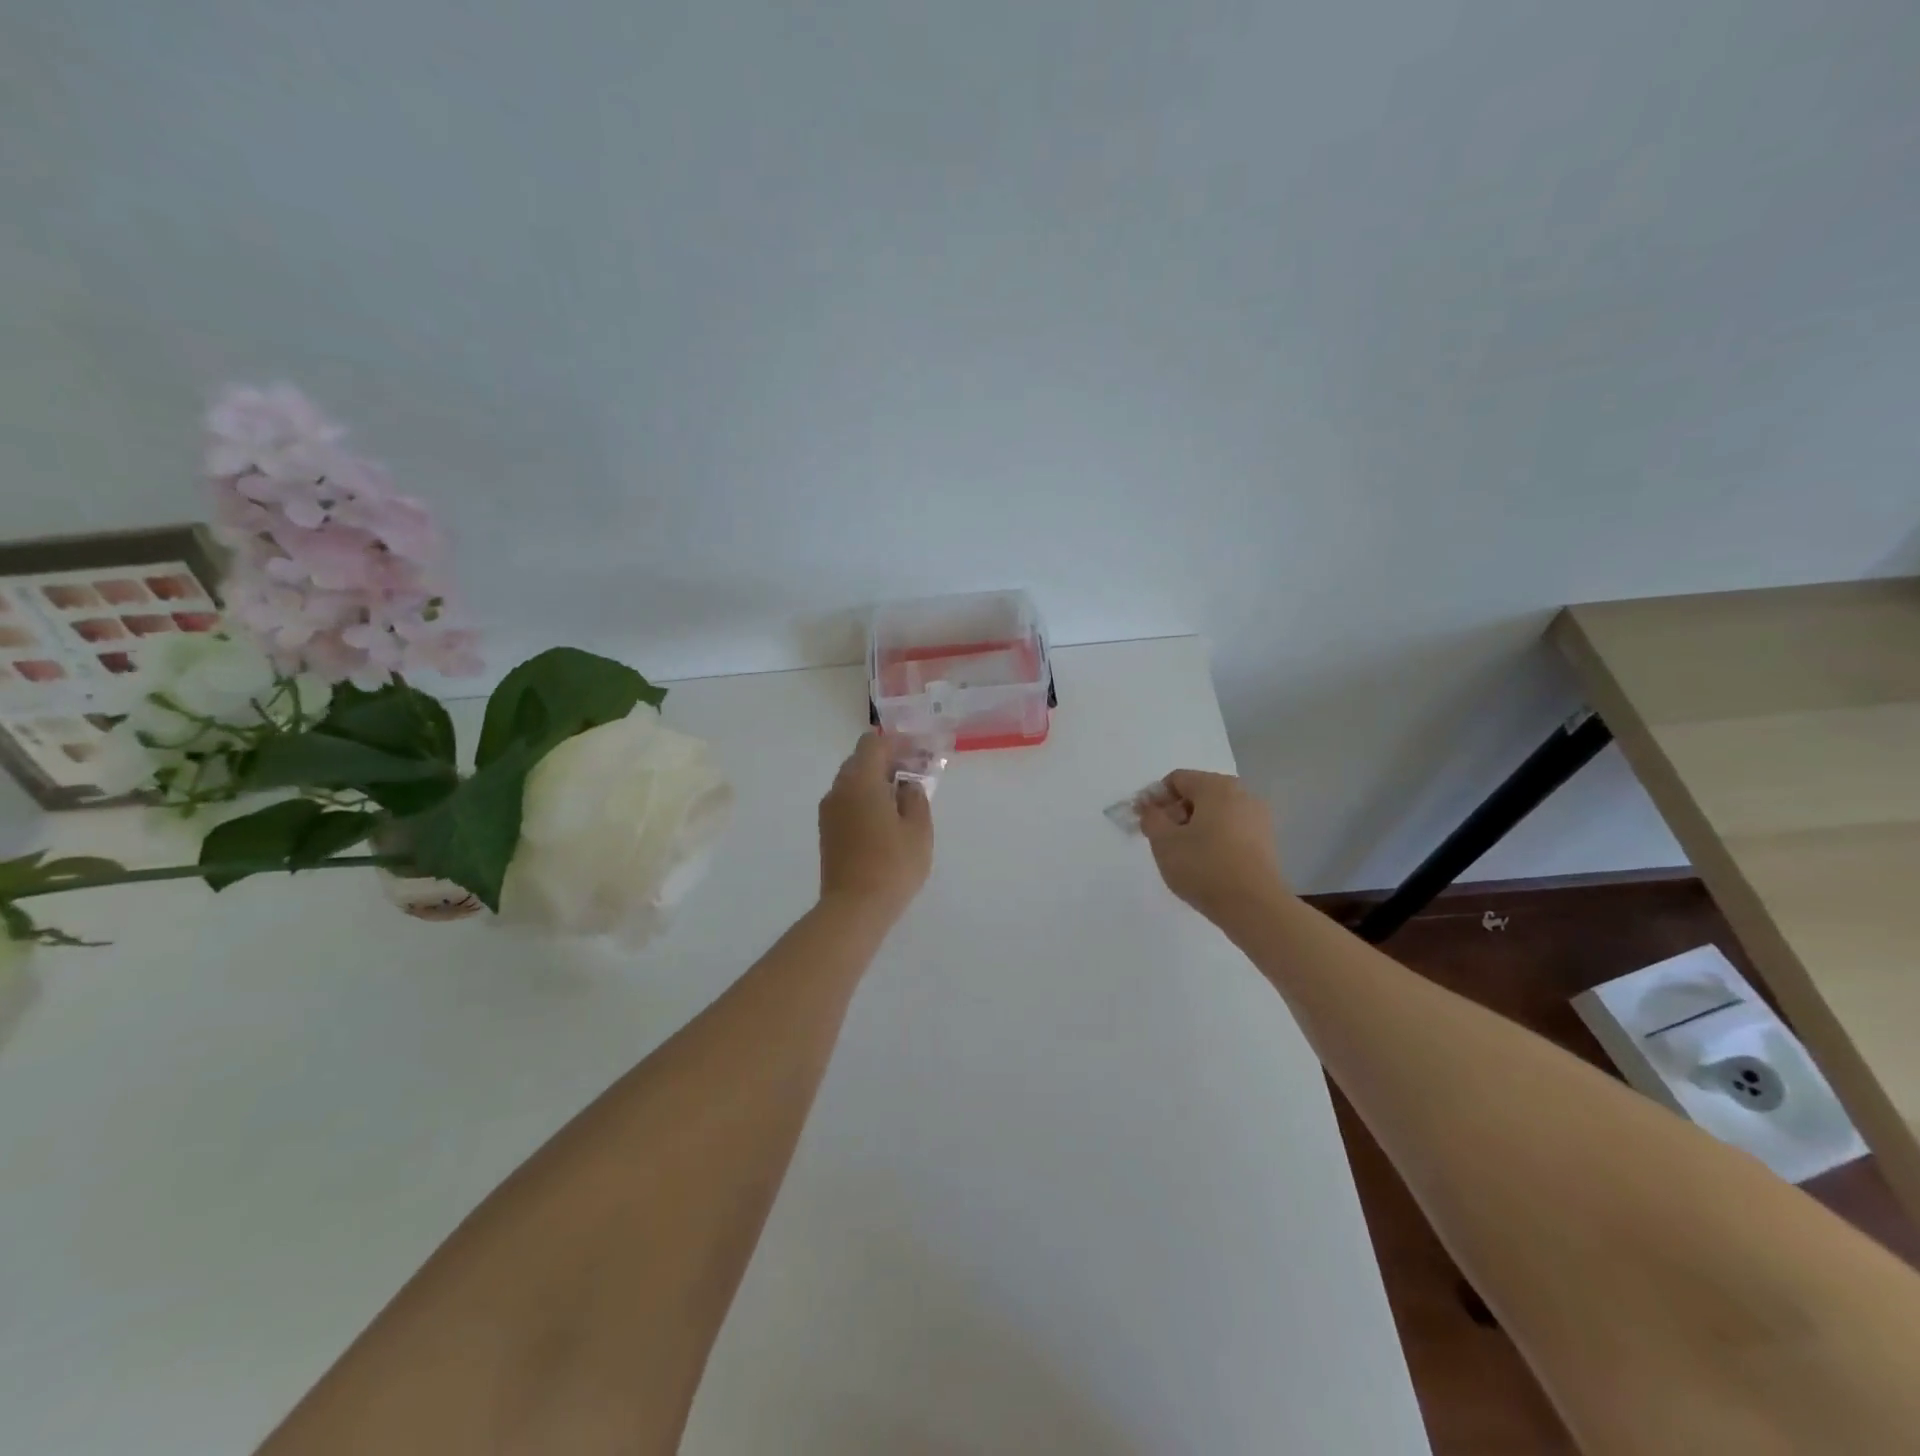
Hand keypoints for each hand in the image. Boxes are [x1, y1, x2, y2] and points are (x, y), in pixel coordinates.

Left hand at [817, 733, 933, 919]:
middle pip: (860, 760)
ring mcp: (829, 811)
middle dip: (888, 760)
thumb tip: (906, 786)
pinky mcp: (827, 831)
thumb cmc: (892, 865)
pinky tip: (887, 817)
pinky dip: (866, 798)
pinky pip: (847, 801)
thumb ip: (915, 798)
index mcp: (860, 782)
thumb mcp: (918, 829)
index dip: (898, 743)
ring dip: (876, 780)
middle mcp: (839, 790)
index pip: (873, 744)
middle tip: (916, 773)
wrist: (854, 908)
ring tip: (904, 797)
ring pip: (853, 781)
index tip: (920, 753)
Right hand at [1138, 769, 1288, 923]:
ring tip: (1185, 856)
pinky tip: (1207, 864)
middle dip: (1176, 813)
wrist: (1253, 907)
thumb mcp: (1163, 841)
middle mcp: (1242, 794)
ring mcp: (1258, 817)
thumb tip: (1151, 807)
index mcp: (1216, 786)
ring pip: (1216, 813)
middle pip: (1198, 794)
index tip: (1147, 824)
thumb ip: (1150, 817)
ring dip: (1195, 827)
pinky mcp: (1267, 841)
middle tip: (1163, 841)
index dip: (1155, 799)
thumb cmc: (1203, 867)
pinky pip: (1232, 830)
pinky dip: (1215, 839)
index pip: (1176, 780)